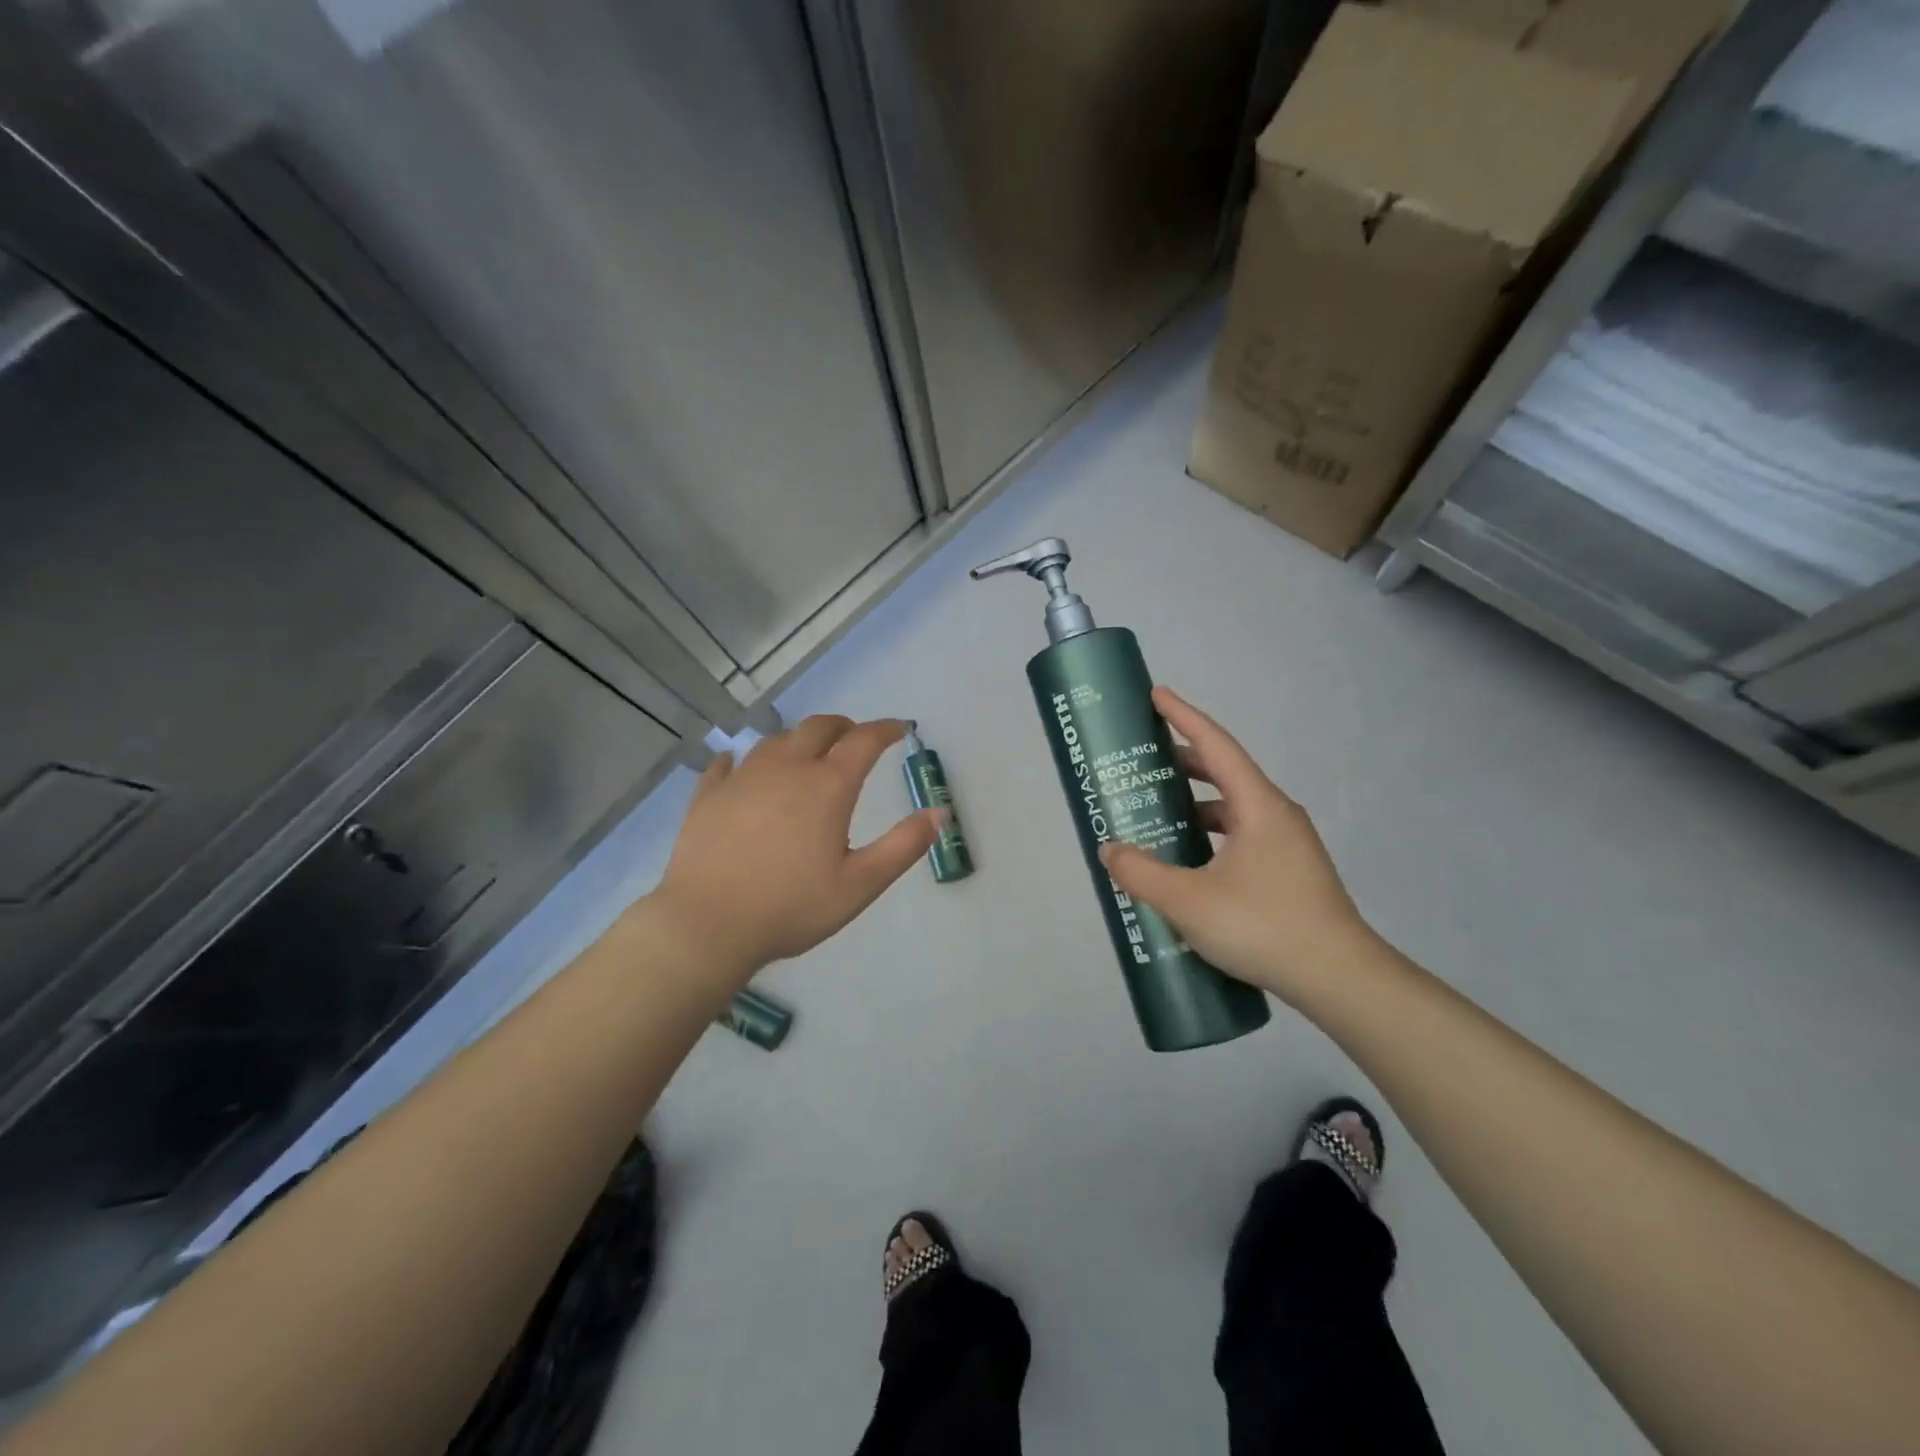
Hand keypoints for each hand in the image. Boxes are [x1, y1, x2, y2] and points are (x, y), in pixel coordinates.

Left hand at [648, 715, 940, 984]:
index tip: (900, 729)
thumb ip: (903, 846)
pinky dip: (742, 760)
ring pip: (775, 740)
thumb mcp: (860, 884)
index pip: (863, 741)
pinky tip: (739, 767)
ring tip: (806, 755)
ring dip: (798, 740)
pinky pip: (727, 763)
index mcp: (827, 786)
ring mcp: (743, 778)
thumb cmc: (791, 907)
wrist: (707, 925)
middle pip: (818, 727)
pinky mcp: (709, 794)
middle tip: (854, 739)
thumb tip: (939, 813)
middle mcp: (786, 769)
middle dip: (843, 727)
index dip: (886, 729)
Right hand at [1099, 687, 1376, 1003]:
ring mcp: (1287, 845)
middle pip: (1224, 774)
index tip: (1156, 695)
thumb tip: (1109, 851)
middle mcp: (1276, 815)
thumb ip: (1141, 873)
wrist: (1340, 980)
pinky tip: (1188, 863)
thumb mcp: (1188, 901)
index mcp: (1258, 806)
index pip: (1216, 745)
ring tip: (1157, 814)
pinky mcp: (1289, 872)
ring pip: (1233, 810)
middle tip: (1143, 763)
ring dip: (1195, 806)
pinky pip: (1242, 837)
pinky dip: (1210, 836)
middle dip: (1182, 763)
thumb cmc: (1263, 926)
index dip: (1184, 716)